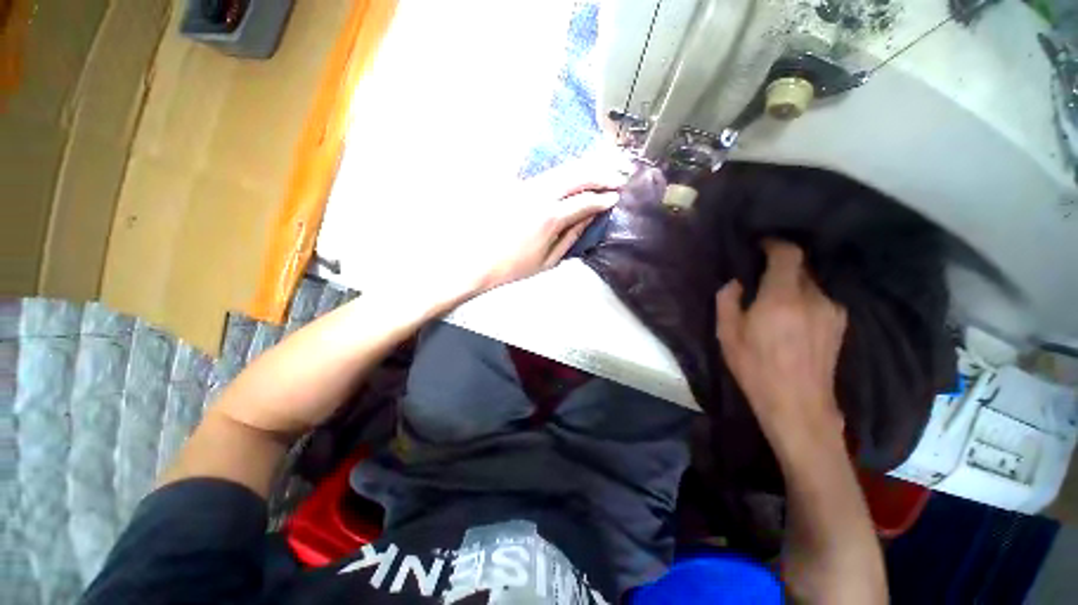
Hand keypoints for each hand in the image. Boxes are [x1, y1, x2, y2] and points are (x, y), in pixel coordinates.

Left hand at [471, 165, 623, 292]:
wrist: (479, 261)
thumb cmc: (515, 267)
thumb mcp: (549, 260)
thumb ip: (571, 237)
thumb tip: (589, 218)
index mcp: (550, 218)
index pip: (585, 201)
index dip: (603, 199)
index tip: (616, 198)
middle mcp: (540, 196)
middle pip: (577, 176)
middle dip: (601, 175)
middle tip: (617, 177)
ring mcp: (527, 188)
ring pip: (563, 170)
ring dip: (585, 168)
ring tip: (603, 170)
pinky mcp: (518, 187)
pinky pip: (549, 174)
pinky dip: (568, 172)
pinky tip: (576, 174)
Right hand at [715, 241, 847, 446]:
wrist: (798, 403)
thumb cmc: (755, 367)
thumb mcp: (727, 334)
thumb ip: (727, 300)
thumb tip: (735, 282)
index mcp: (782, 298)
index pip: (788, 254)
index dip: (775, 244)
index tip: (761, 245)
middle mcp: (814, 297)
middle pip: (801, 266)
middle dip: (780, 266)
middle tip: (761, 277)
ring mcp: (832, 310)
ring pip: (811, 283)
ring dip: (793, 284)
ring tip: (776, 300)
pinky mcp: (840, 323)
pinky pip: (821, 298)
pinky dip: (805, 298)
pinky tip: (794, 316)